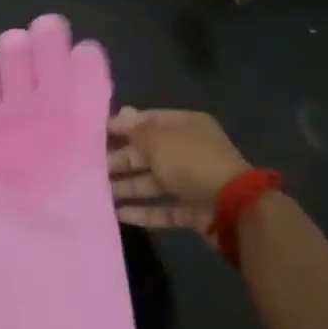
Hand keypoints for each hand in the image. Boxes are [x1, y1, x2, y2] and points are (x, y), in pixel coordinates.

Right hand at [108, 107, 251, 230]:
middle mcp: (190, 151)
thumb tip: (120, 114)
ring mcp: (193, 182)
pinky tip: (119, 214)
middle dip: (121, 159)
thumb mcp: (159, 140)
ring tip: (99, 191)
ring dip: (128, 186)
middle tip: (93, 167)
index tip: (96, 134)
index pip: (149, 120)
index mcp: (187, 126)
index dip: (123, 126)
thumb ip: (135, 130)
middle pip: (149, 152)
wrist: (234, 208)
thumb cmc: (192, 162)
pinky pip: (164, 208)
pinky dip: (143, 211)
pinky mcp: (194, 211)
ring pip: (153, 182)